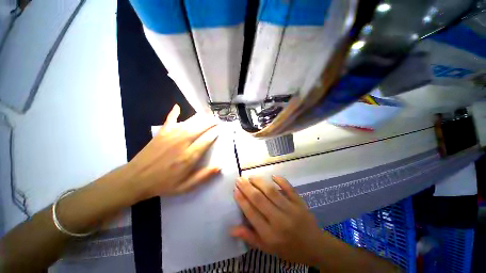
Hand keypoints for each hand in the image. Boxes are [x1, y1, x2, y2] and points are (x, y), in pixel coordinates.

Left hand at [124, 104, 220, 199]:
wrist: (135, 180)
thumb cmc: (163, 184)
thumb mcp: (186, 186)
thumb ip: (203, 176)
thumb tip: (219, 167)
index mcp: (189, 156)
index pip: (206, 140)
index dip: (214, 133)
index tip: (220, 130)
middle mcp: (182, 143)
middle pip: (200, 128)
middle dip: (210, 123)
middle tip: (217, 121)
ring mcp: (170, 136)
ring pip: (189, 123)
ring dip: (200, 118)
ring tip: (208, 116)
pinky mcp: (161, 133)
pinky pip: (169, 120)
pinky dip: (174, 113)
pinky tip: (178, 106)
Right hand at [231, 176, 324, 265]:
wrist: (315, 247)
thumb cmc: (289, 249)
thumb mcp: (268, 249)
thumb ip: (250, 237)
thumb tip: (232, 229)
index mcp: (270, 234)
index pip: (252, 213)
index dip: (242, 200)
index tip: (235, 190)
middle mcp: (279, 219)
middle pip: (259, 199)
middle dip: (247, 187)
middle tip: (239, 179)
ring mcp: (291, 209)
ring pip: (271, 191)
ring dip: (259, 182)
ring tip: (251, 177)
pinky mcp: (299, 202)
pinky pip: (289, 188)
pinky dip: (281, 180)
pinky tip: (273, 176)